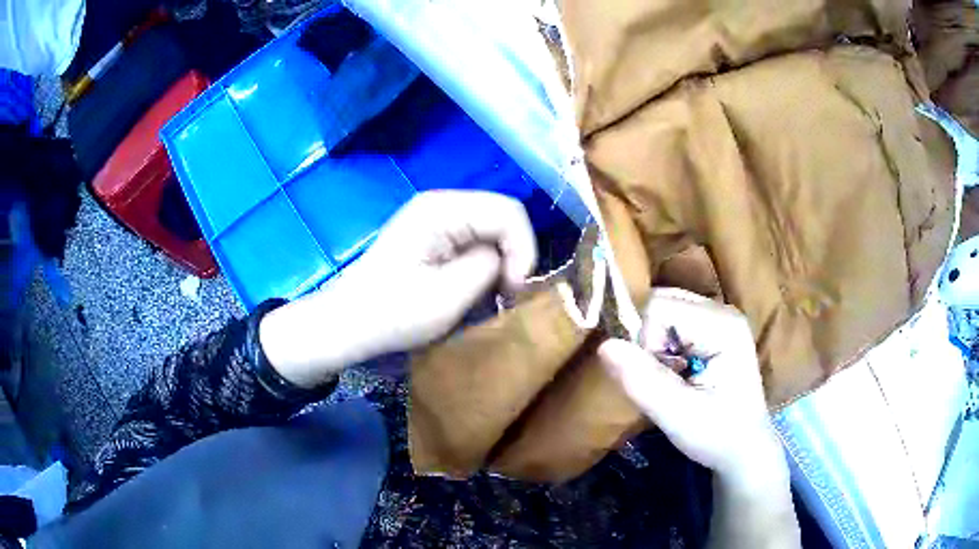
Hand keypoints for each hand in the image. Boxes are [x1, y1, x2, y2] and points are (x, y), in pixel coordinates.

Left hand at [260, 190, 536, 387]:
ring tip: (488, 297)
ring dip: (498, 265)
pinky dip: (483, 268)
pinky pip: (475, 244)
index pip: (509, 211)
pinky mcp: (434, 237)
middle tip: (504, 296)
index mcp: (442, 209)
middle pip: (502, 218)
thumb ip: (489, 268)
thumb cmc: (391, 314)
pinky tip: (471, 291)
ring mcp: (437, 220)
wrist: (347, 324)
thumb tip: (506, 260)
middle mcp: (442, 204)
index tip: (514, 290)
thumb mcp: (447, 296)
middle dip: (513, 256)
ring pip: (492, 233)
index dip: (523, 249)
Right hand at [597, 288, 781, 478]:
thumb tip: (604, 345)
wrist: (744, 449)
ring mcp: (717, 318)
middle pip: (661, 303)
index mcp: (723, 325)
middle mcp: (721, 310)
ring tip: (668, 378)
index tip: (652, 377)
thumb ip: (644, 382)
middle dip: (647, 340)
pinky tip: (674, 372)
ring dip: (652, 345)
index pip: (660, 308)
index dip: (643, 340)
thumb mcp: (679, 416)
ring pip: (662, 311)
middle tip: (660, 378)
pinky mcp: (711, 330)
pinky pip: (670, 323)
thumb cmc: (718, 435)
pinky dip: (660, 347)